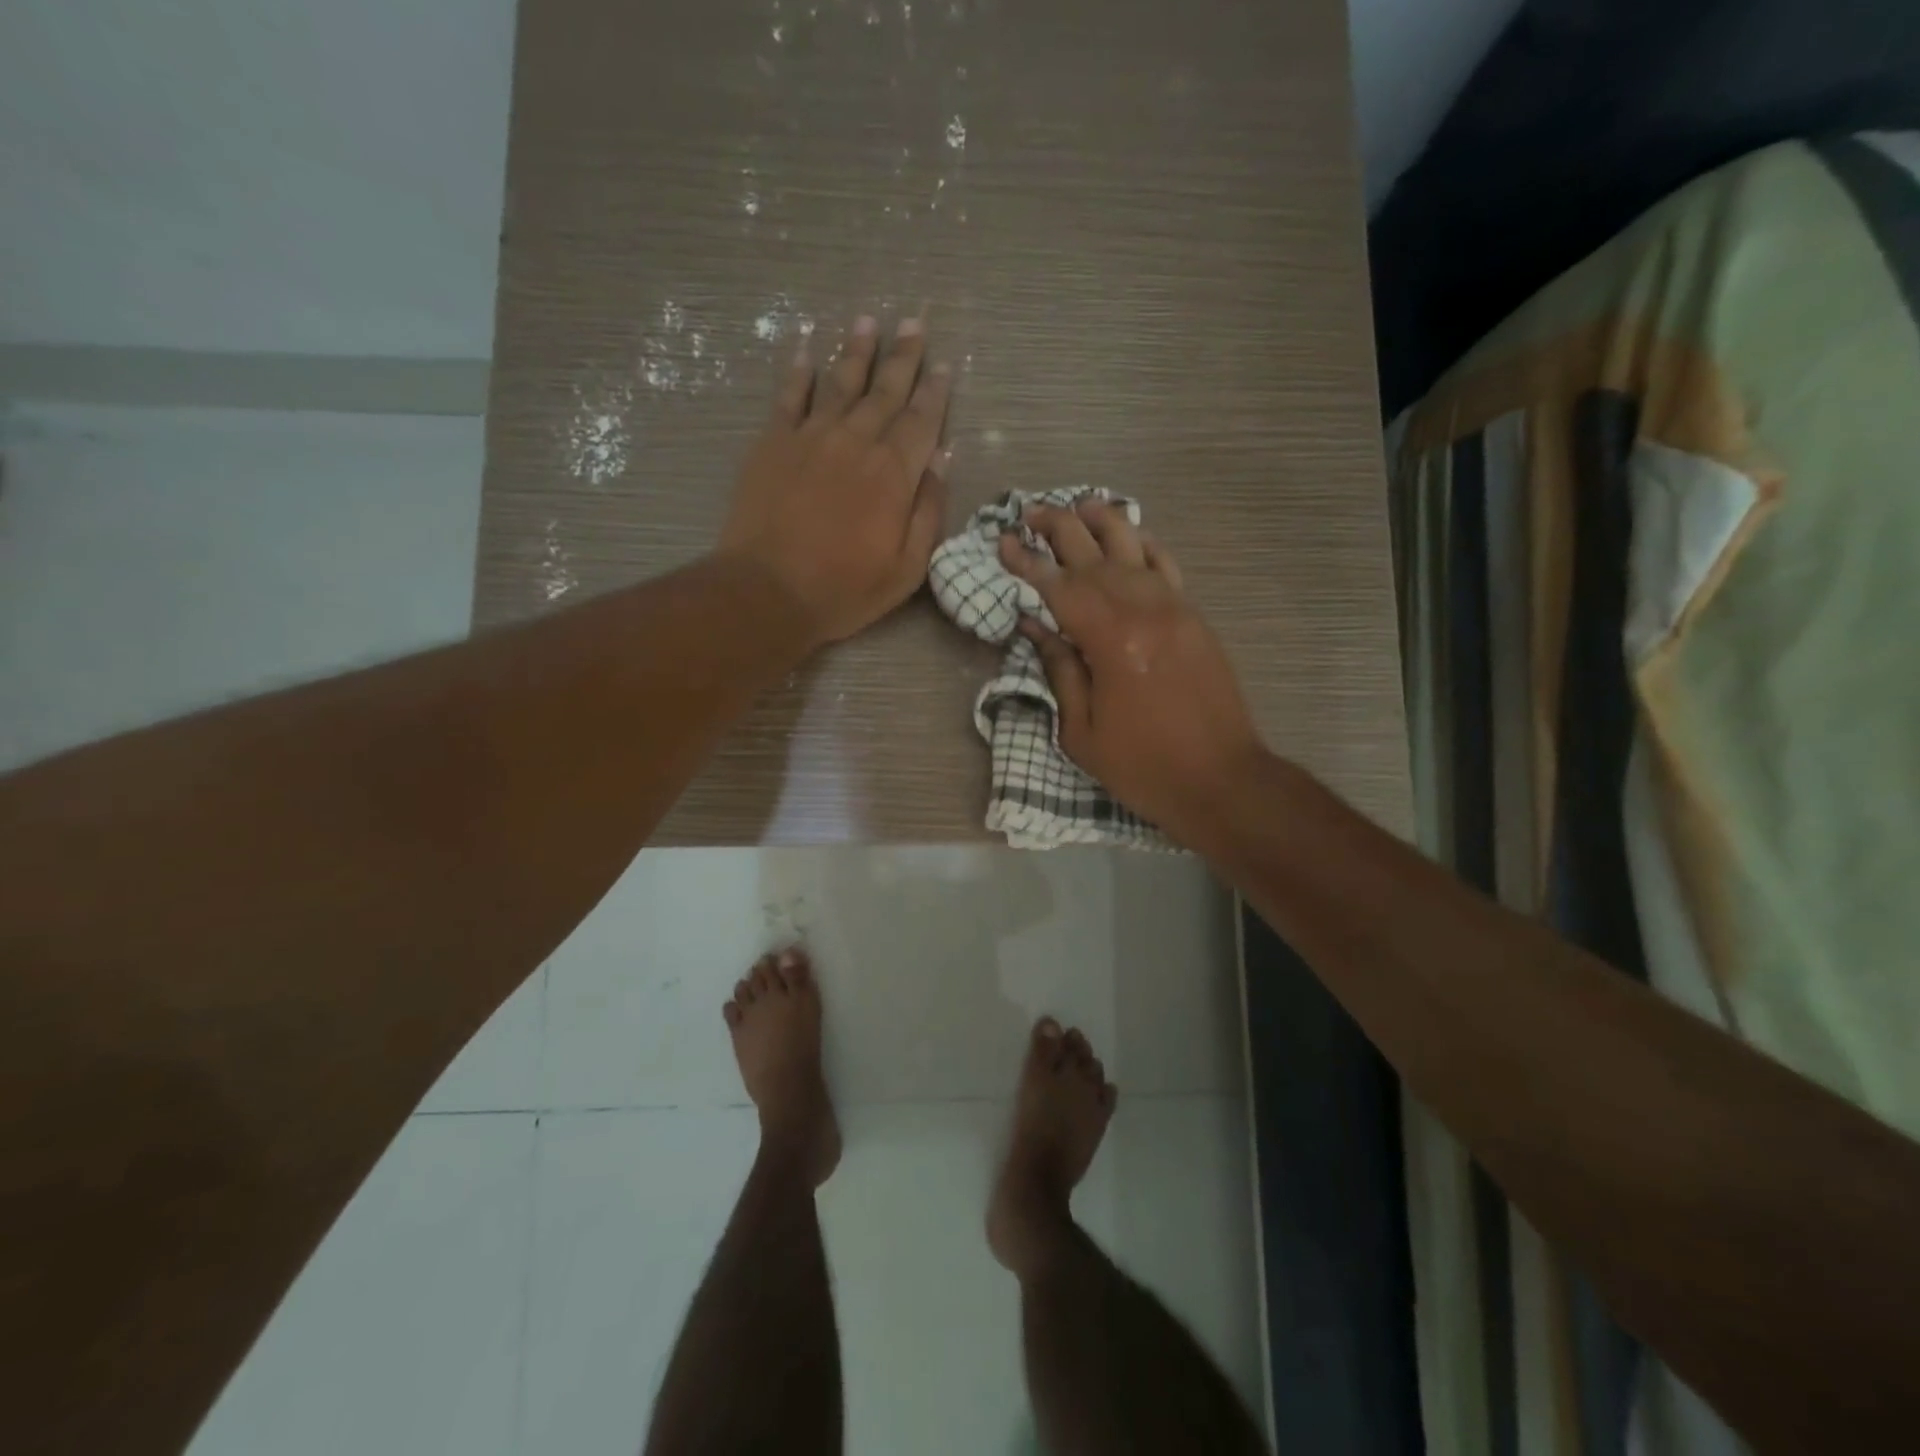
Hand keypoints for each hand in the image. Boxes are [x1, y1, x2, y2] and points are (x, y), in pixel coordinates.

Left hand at [718, 314, 951, 646]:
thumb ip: (928, 512)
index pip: (922, 420)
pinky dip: (799, 371)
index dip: (935, 392)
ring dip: (857, 351)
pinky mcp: (773, 443)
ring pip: (840, 382)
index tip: (943, 366)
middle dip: (903, 358)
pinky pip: (789, 396)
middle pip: (886, 391)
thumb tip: (942, 460)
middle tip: (914, 324)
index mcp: (894, 473)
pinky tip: (806, 350)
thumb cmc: (845, 589)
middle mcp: (857, 441)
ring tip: (868, 322)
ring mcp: (812, 437)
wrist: (768, 591)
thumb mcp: (907, 568)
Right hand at [1000, 500, 1264, 842]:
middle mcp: (1143, 610)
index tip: (1002, 541)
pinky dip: (1146, 545)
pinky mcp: (1195, 618)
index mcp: (1109, 641)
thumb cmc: (1142, 765)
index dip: (1027, 562)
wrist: (1221, 780)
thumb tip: (1035, 626)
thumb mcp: (1082, 732)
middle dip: (1059, 528)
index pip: (1058, 587)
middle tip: (1031, 510)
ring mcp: (1175, 609)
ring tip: (1079, 503)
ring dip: (1104, 522)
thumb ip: (1060, 671)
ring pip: (1135, 548)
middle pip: (1094, 555)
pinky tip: (1132, 534)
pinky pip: (1168, 567)